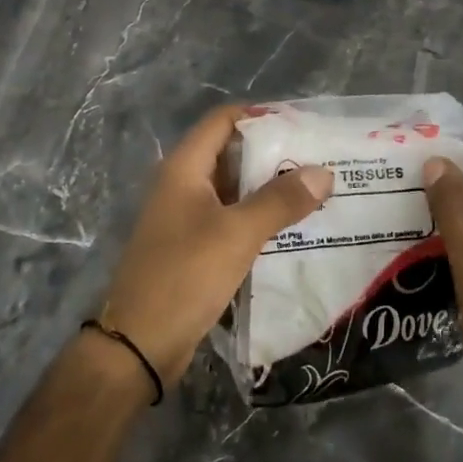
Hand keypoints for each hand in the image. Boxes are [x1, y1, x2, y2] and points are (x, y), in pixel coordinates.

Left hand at [101, 104, 333, 382]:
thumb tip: (323, 172)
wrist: (138, 345)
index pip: (223, 120)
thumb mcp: (237, 234)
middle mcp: (182, 185)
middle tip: (320, 162)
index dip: (261, 116)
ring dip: (269, 190)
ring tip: (315, 193)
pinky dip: (258, 219)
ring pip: (234, 190)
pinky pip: (230, 221)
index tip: (303, 126)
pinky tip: (292, 229)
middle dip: (273, 155)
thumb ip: (280, 201)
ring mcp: (186, 217)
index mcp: (184, 168)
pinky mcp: (193, 248)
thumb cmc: (184, 276)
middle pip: (231, 153)